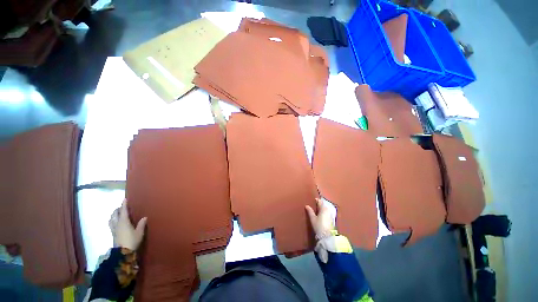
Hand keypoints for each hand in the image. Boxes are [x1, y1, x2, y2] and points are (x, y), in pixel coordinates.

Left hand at [109, 200, 146, 250]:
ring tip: (117, 214)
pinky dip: (112, 221)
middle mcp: (117, 224)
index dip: (124, 205)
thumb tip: (144, 217)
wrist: (122, 253)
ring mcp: (114, 229)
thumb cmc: (132, 240)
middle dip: (117, 210)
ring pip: (111, 219)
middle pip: (114, 214)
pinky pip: (111, 224)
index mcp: (124, 222)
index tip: (124, 199)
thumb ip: (141, 224)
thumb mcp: (139, 232)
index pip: (123, 211)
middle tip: (122, 207)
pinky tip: (115, 223)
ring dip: (113, 215)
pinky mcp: (113, 234)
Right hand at [305, 198, 334, 239]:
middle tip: (312, 206)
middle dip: (318, 205)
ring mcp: (330, 215)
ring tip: (315, 211)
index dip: (315, 200)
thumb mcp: (313, 218)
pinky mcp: (331, 220)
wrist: (327, 237)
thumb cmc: (319, 226)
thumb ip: (310, 211)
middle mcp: (328, 210)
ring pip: (324, 209)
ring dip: (320, 209)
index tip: (311, 201)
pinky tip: (319, 216)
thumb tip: (307, 206)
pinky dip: (323, 213)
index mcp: (323, 208)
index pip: (319, 201)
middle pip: (322, 205)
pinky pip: (326, 213)